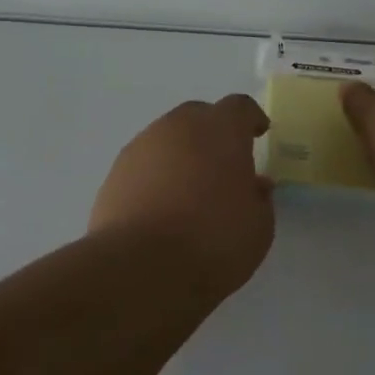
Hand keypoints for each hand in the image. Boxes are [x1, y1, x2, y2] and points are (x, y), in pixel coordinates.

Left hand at [89, 95, 274, 300]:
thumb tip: (254, 184)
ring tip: (190, 188)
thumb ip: (259, 198)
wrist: (141, 267)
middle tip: (223, 163)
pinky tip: (161, 206)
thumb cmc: (213, 241)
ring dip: (182, 154)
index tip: (258, 133)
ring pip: (167, 139)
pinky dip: (156, 176)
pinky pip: (144, 164)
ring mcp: (141, 147)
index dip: (250, 119)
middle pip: (199, 116)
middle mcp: (178, 127)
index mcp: (221, 130)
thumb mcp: (258, 226)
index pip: (239, 107)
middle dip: (213, 133)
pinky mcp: (115, 173)